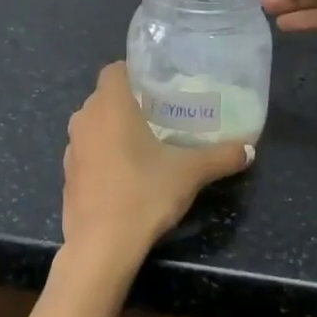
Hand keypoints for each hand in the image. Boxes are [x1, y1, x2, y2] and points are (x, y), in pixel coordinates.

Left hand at [63, 63, 251, 269]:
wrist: (101, 247)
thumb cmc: (143, 194)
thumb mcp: (189, 174)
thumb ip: (220, 157)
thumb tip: (249, 149)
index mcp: (110, 105)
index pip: (114, 70)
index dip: (133, 72)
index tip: (157, 86)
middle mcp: (85, 119)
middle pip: (104, 96)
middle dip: (127, 102)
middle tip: (158, 114)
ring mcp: (72, 148)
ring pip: (93, 124)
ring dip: (112, 128)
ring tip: (144, 143)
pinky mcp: (67, 175)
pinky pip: (87, 151)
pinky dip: (102, 154)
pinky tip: (125, 174)